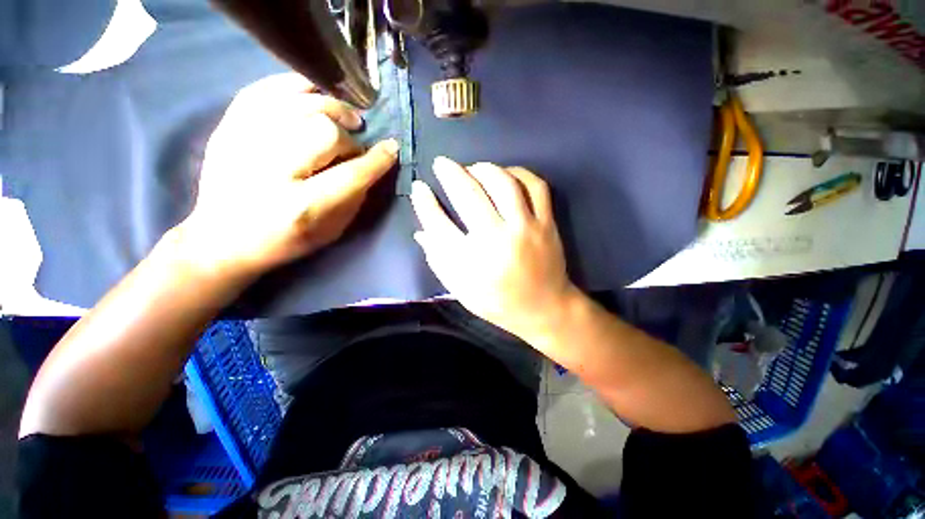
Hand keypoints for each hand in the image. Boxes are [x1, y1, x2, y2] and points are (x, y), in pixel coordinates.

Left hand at [176, 74, 397, 278]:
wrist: (222, 238)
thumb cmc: (285, 241)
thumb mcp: (331, 231)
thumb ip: (355, 197)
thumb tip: (371, 164)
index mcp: (302, 206)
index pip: (352, 173)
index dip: (377, 158)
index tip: (391, 148)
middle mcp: (272, 171)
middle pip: (325, 131)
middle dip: (348, 136)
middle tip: (353, 143)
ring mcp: (243, 143)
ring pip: (298, 103)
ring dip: (329, 106)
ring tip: (342, 117)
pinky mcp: (227, 128)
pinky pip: (264, 90)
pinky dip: (293, 86)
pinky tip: (312, 94)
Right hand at [410, 157, 577, 340]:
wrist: (544, 308)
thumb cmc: (498, 303)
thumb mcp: (462, 290)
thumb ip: (439, 261)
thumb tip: (421, 232)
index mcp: (472, 263)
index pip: (439, 224)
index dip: (424, 203)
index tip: (419, 187)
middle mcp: (497, 240)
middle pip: (469, 195)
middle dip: (450, 173)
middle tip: (442, 163)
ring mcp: (526, 229)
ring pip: (503, 183)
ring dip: (483, 168)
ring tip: (472, 168)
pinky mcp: (547, 224)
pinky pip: (535, 187)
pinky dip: (518, 173)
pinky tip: (505, 175)